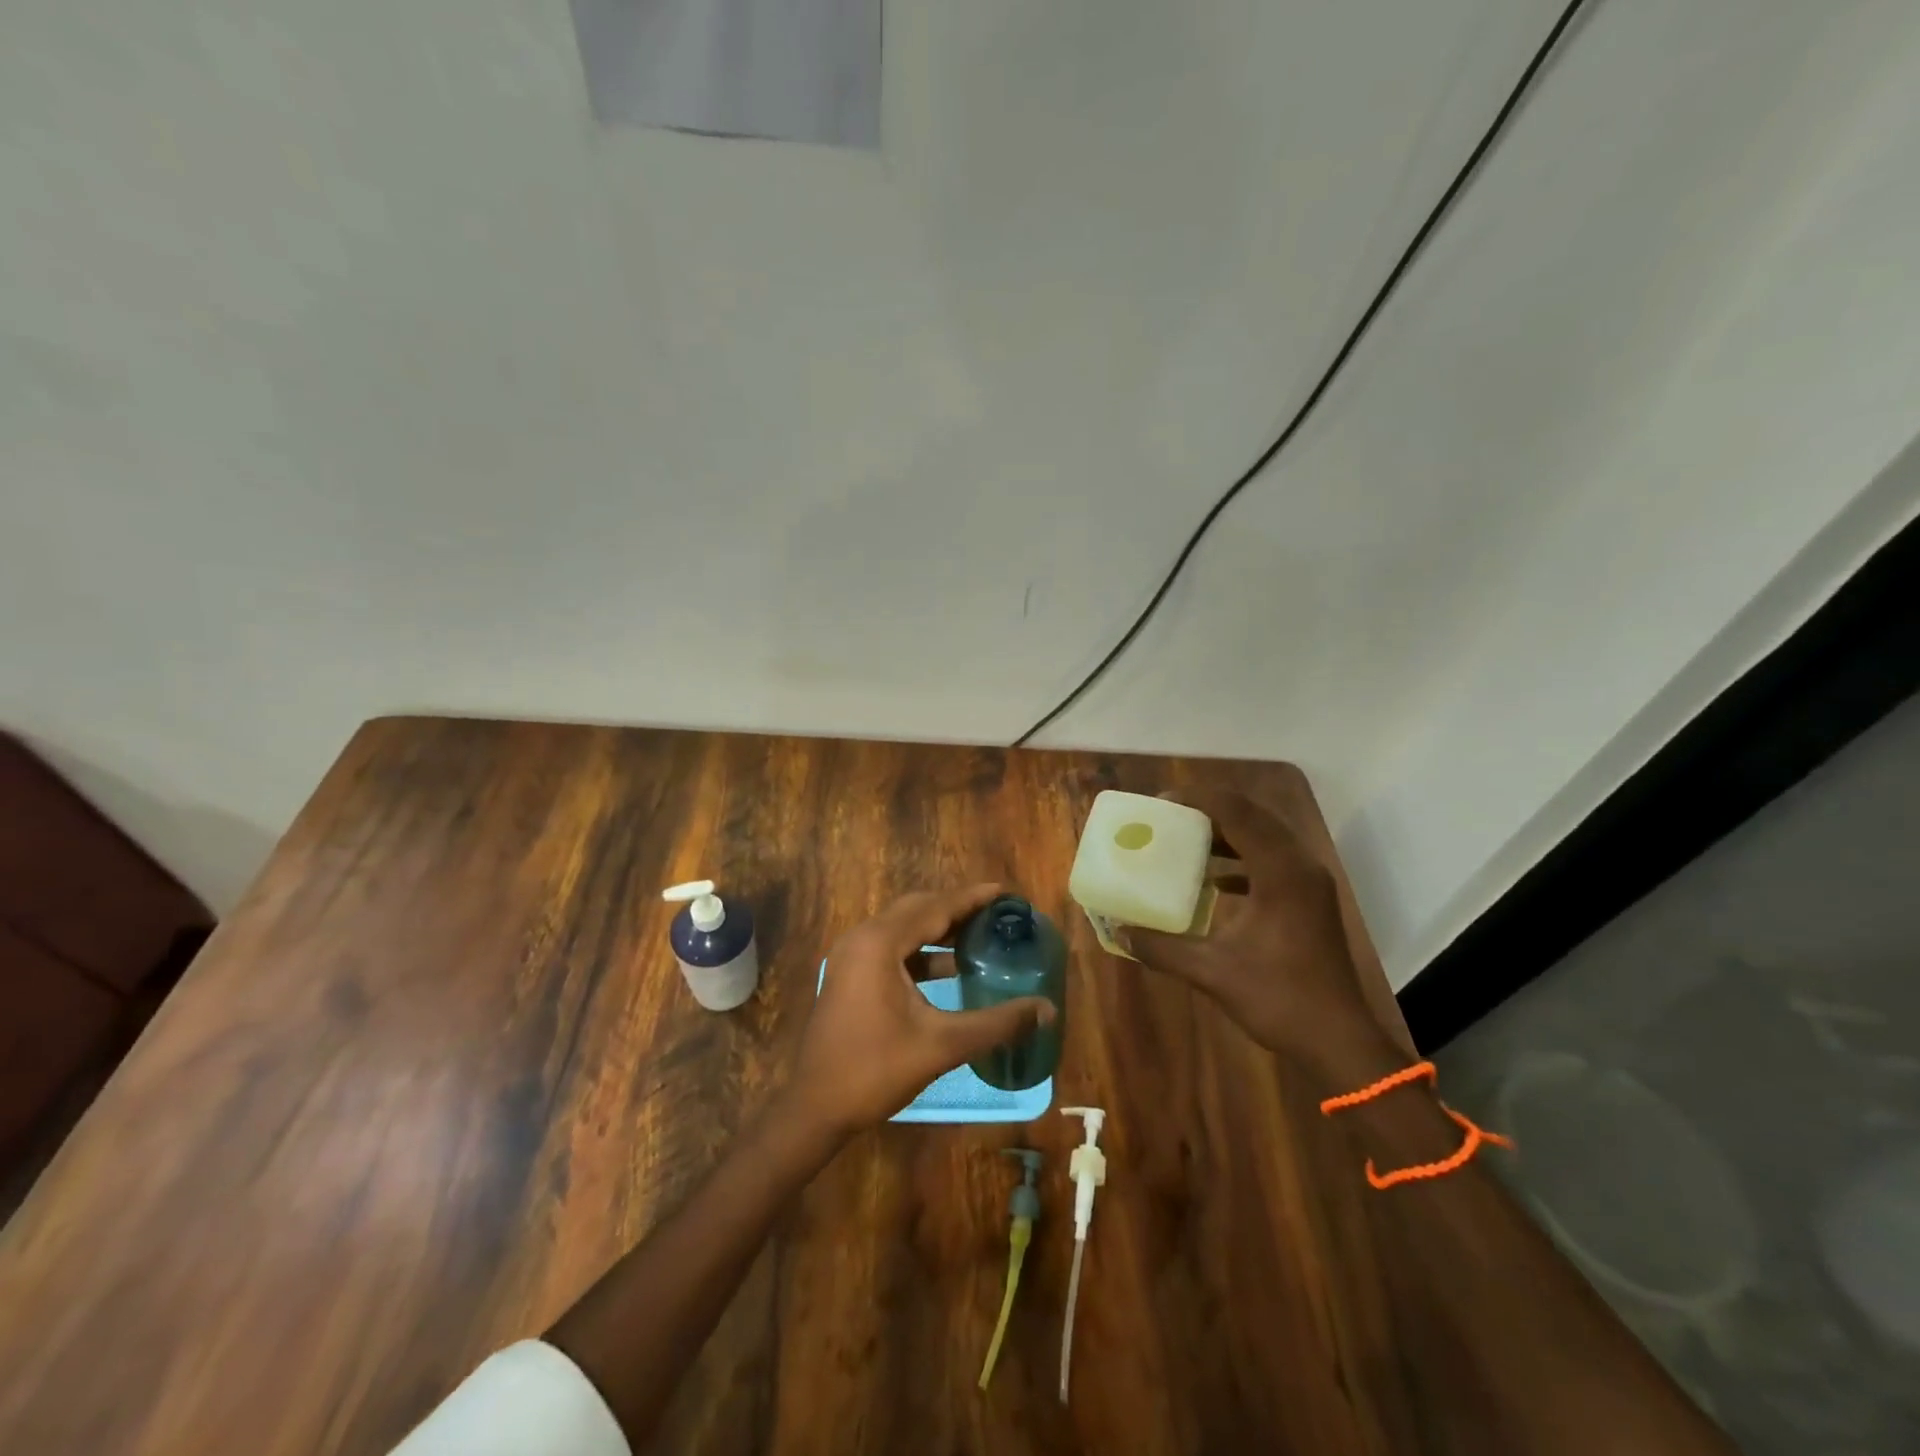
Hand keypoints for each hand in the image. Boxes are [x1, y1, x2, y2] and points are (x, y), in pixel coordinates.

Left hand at [791, 884, 1055, 1137]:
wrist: (815, 1107)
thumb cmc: (875, 1070)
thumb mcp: (942, 1045)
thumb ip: (997, 1023)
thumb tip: (1047, 1009)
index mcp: (880, 943)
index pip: (936, 908)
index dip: (973, 898)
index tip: (1007, 893)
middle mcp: (862, 937)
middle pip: (918, 910)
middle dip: (958, 909)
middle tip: (997, 915)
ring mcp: (851, 955)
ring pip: (903, 928)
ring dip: (939, 929)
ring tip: (980, 936)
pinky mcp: (849, 974)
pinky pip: (891, 946)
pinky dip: (921, 949)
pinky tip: (948, 968)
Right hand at [1125, 789, 1381, 1066]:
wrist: (1339, 1041)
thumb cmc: (1279, 999)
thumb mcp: (1212, 972)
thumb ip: (1162, 948)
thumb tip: (1119, 932)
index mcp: (1281, 873)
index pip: (1238, 813)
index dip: (1198, 800)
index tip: (1161, 803)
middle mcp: (1300, 866)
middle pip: (1254, 816)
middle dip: (1211, 810)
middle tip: (1170, 816)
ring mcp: (1310, 883)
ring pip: (1266, 837)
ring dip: (1228, 832)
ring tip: (1187, 839)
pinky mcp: (1311, 901)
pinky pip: (1274, 861)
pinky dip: (1243, 859)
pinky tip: (1216, 880)